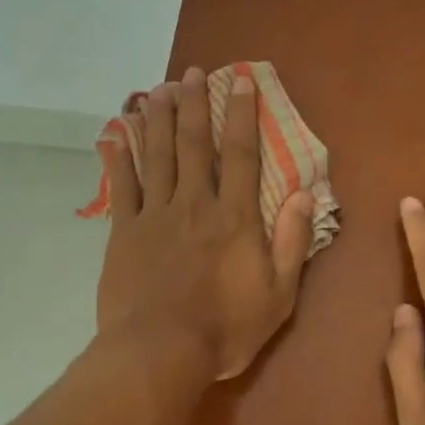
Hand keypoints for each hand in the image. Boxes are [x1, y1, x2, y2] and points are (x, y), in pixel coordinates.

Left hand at [96, 67, 313, 380]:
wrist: (160, 352)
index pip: (242, 155)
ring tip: (159, 89)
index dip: (242, 115)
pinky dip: (118, 157)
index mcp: (235, 218)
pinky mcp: (124, 232)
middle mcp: (195, 204)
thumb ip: (293, 242)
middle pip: (195, 145)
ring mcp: (155, 215)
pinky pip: (122, 186)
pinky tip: (116, 133)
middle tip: (191, 73)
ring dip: (159, 119)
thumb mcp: (279, 295)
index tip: (241, 81)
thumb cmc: (225, 330)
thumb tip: (308, 193)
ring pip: (157, 156)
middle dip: (195, 105)